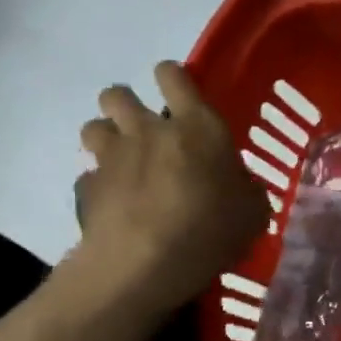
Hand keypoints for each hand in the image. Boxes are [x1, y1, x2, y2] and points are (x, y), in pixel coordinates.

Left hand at [70, 62, 268, 318]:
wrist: (144, 265)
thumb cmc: (210, 229)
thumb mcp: (253, 211)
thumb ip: (245, 189)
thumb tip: (239, 186)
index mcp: (197, 126)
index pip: (173, 75)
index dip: (172, 78)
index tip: (178, 93)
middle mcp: (148, 130)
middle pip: (117, 93)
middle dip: (125, 105)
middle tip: (143, 129)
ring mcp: (111, 157)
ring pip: (93, 126)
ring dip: (106, 138)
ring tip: (122, 162)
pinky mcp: (86, 188)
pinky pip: (88, 175)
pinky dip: (98, 185)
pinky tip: (112, 204)